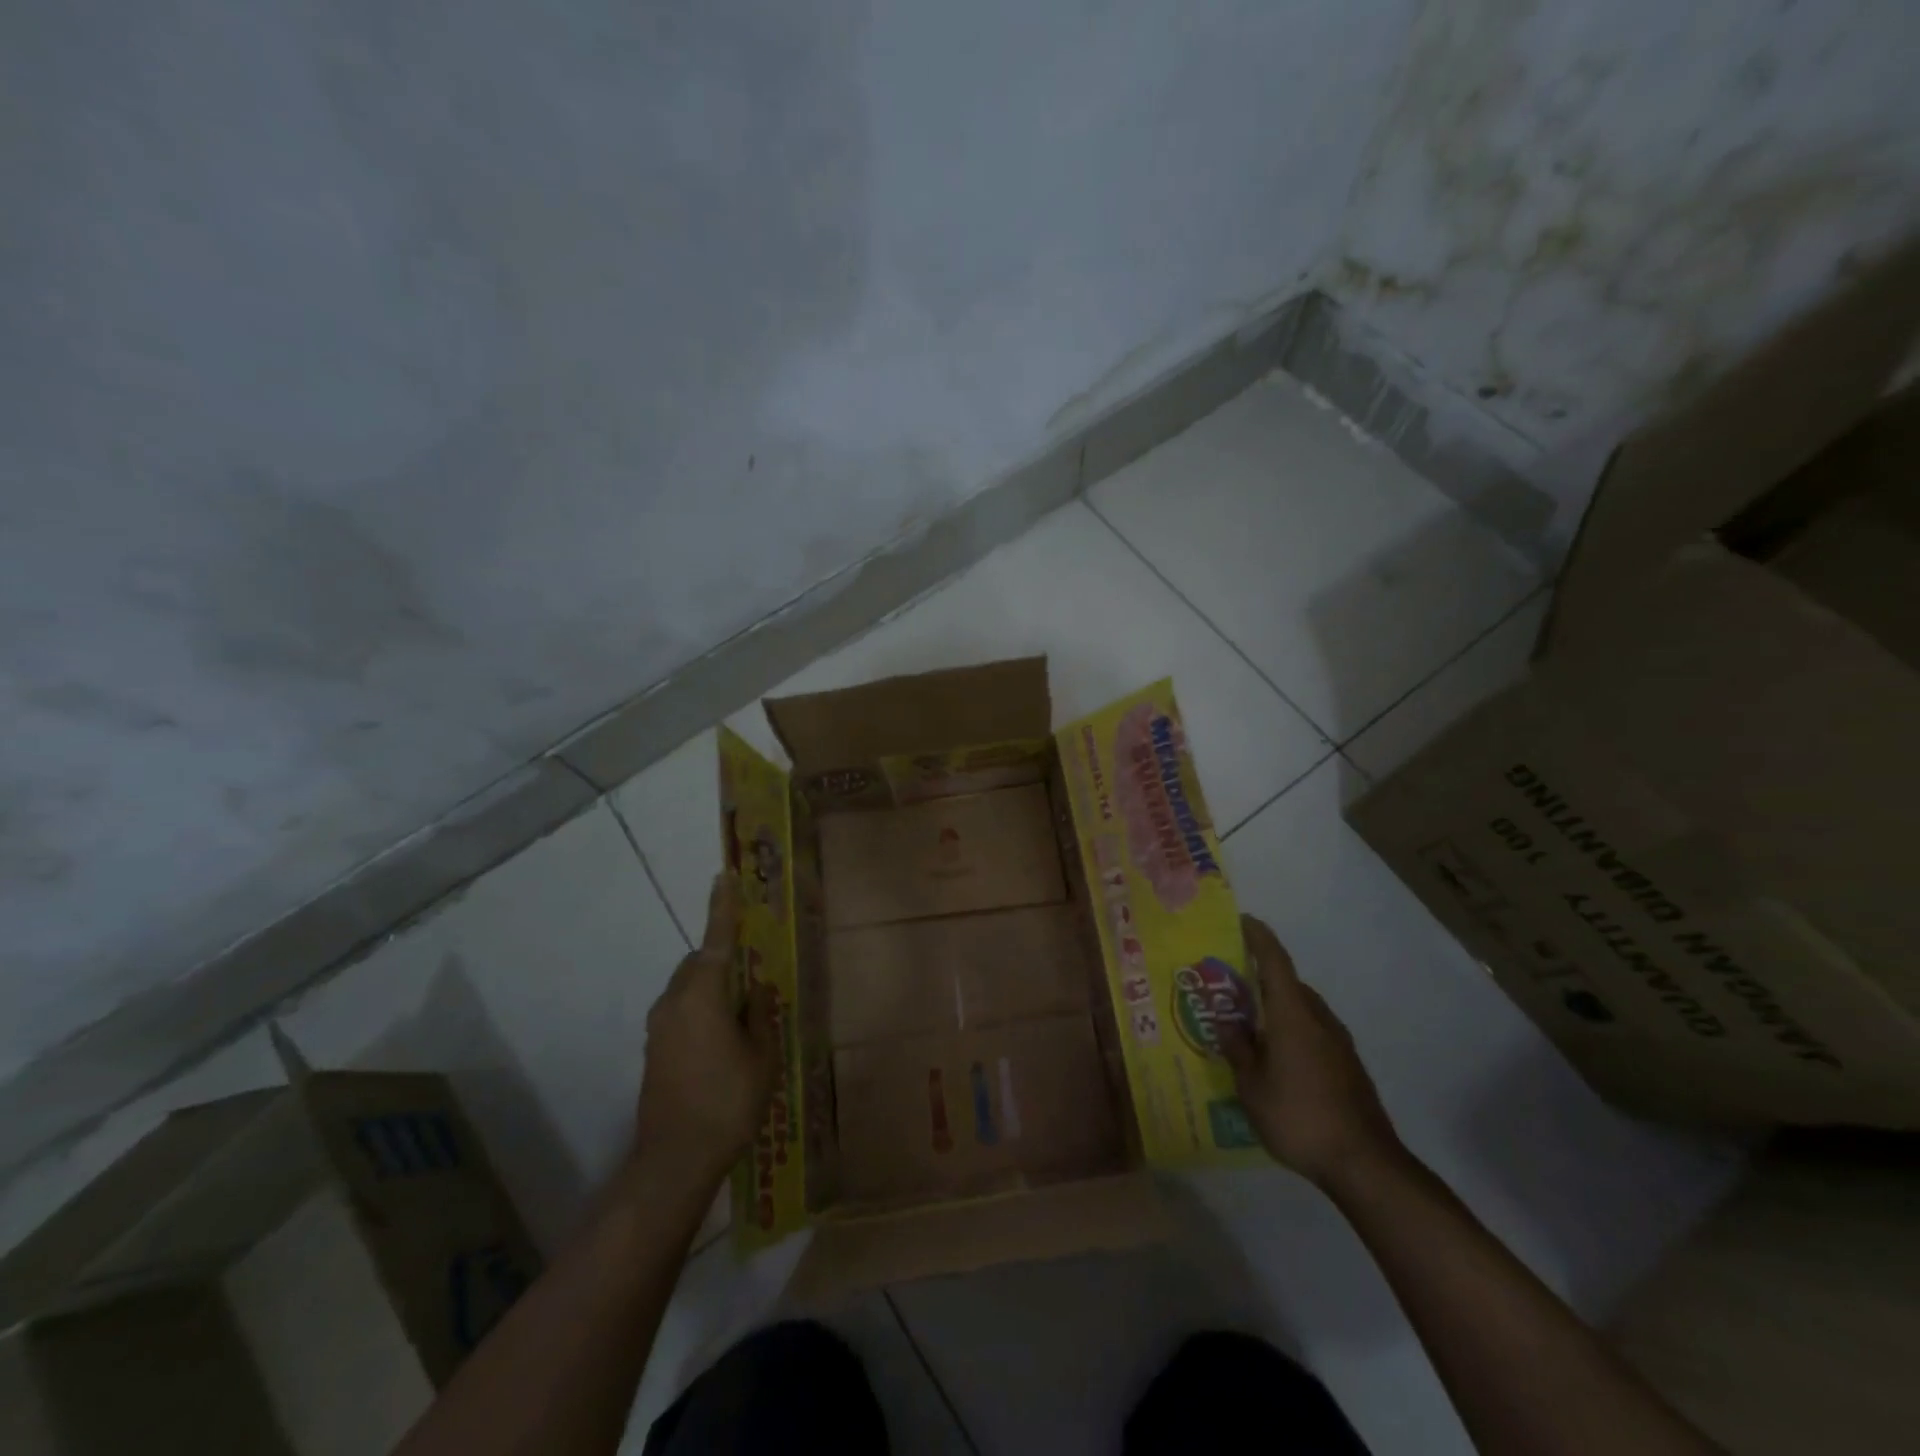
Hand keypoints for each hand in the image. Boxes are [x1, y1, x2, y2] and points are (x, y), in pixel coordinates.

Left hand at [633, 876, 777, 1185]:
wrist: (674, 1159)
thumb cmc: (727, 1100)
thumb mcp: (761, 1055)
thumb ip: (759, 1015)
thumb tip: (756, 992)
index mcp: (702, 994)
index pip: (716, 940)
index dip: (722, 907)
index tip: (723, 876)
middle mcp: (674, 1001)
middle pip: (698, 963)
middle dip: (722, 958)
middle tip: (752, 972)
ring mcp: (659, 1027)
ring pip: (688, 989)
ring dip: (711, 988)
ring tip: (741, 1011)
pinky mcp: (653, 1051)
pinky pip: (681, 1012)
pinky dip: (701, 1011)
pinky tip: (722, 1039)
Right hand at [1220, 915, 1401, 1190]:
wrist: (1365, 1164)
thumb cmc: (1299, 1117)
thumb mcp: (1252, 1087)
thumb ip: (1238, 1050)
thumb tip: (1226, 1023)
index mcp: (1292, 1015)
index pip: (1276, 962)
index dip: (1259, 938)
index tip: (1244, 920)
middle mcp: (1318, 1019)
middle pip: (1289, 985)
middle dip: (1262, 979)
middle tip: (1232, 987)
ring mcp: (1339, 1044)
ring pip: (1303, 1010)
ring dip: (1278, 1008)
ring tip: (1251, 1025)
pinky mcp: (1349, 1067)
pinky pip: (1314, 1032)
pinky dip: (1293, 1031)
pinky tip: (1278, 1058)